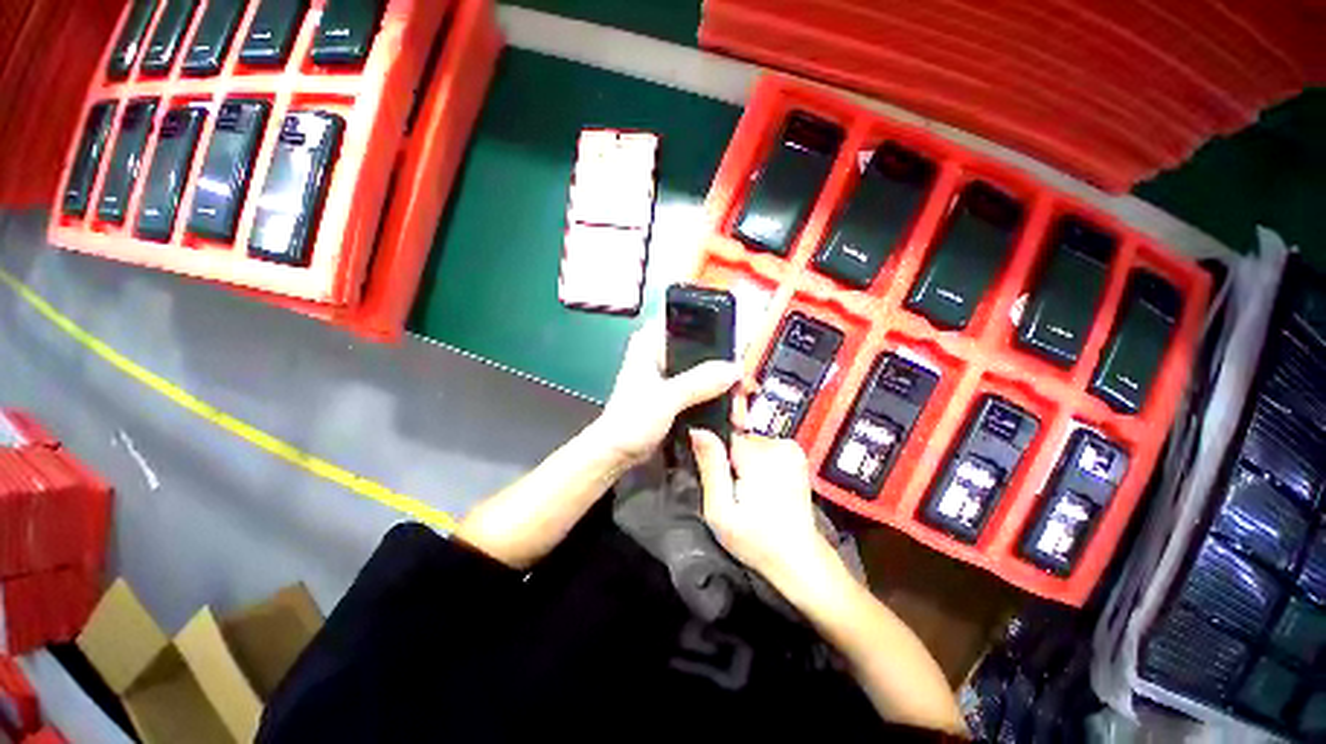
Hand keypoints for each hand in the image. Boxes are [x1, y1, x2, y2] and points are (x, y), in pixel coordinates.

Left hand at [589, 323, 740, 467]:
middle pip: (695, 345)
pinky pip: (697, 385)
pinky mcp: (672, 393)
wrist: (617, 453)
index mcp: (649, 343)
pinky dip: (711, 391)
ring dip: (717, 376)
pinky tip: (727, 398)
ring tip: (740, 385)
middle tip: (742, 368)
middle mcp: (658, 354)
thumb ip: (699, 382)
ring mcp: (666, 375)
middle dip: (719, 356)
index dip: (707, 323)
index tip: (732, 334)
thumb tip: (735, 370)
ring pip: (698, 367)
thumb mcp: (667, 398)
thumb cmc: (632, 420)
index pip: (681, 319)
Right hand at [689, 430, 839, 591]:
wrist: (799, 558)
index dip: (716, 456)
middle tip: (734, 492)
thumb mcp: (721, 510)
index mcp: (757, 456)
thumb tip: (697, 430)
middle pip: (738, 439)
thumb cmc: (757, 540)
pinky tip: (764, 488)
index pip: (723, 435)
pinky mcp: (796, 454)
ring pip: (751, 443)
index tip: (720, 480)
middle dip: (731, 460)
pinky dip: (760, 463)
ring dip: (746, 463)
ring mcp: (791, 448)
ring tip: (751, 493)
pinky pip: (765, 448)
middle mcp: (777, 444)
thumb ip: (710, 467)